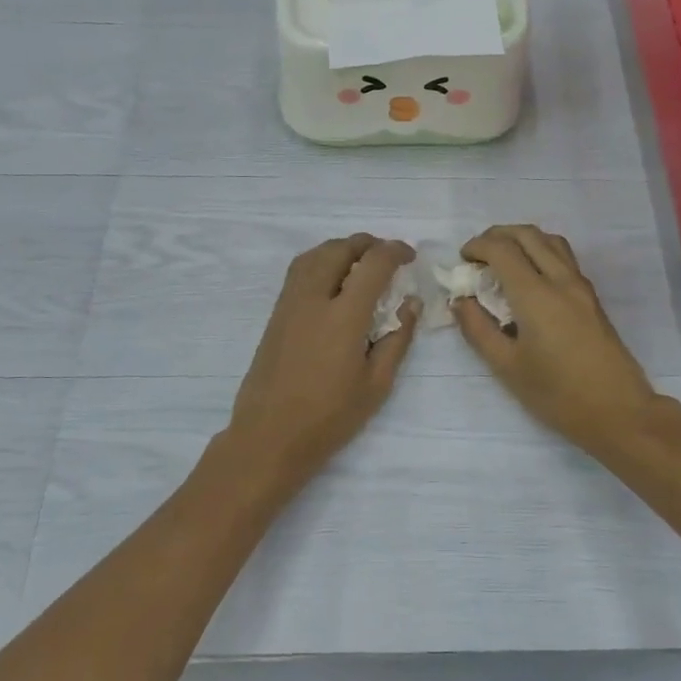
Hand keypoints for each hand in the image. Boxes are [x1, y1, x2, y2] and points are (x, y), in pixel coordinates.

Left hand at [226, 234, 417, 486]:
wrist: (270, 436)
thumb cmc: (330, 417)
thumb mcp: (376, 384)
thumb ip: (397, 339)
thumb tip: (410, 304)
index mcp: (343, 316)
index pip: (373, 264)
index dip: (395, 252)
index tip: (409, 257)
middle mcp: (313, 299)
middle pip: (340, 249)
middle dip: (368, 244)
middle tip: (387, 257)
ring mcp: (289, 304)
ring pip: (314, 255)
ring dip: (341, 248)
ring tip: (360, 263)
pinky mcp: (275, 314)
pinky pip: (299, 271)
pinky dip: (320, 261)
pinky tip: (332, 281)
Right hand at [454, 225, 660, 458]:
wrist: (618, 411)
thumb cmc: (557, 394)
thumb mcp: (507, 367)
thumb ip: (478, 329)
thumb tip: (460, 301)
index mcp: (536, 295)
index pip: (502, 249)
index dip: (477, 247)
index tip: (462, 260)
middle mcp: (561, 280)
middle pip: (528, 235)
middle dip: (498, 235)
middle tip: (478, 255)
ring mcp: (581, 287)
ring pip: (551, 241)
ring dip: (522, 240)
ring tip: (503, 261)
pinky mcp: (592, 298)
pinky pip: (564, 258)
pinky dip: (540, 252)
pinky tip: (529, 279)